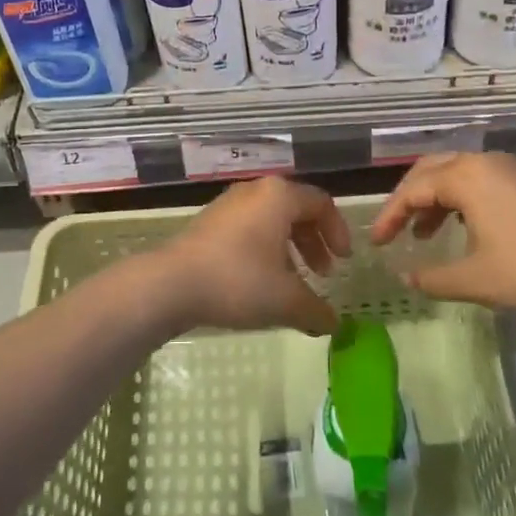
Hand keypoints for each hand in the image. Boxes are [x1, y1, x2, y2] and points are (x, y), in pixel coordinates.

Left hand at [142, 177, 349, 336]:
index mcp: (279, 196)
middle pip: (296, 209)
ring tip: (294, 282)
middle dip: (314, 242)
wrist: (171, 284)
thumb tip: (335, 324)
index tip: (344, 262)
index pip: (322, 204)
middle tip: (323, 273)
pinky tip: (262, 282)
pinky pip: (250, 228)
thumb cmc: (238, 281)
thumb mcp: (286, 300)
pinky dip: (265, 249)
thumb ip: (317, 310)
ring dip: (290, 248)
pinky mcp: (209, 222)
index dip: (338, 232)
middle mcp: (256, 191)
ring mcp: (229, 204)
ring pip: (271, 220)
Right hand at [369, 152, 515, 320]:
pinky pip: (476, 180)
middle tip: (392, 230)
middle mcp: (482, 161)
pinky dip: (456, 200)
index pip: (412, 189)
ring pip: (453, 173)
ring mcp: (506, 168)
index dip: (389, 215)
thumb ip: (432, 278)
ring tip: (422, 235)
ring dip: (432, 200)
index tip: (376, 243)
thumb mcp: (475, 279)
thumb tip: (404, 276)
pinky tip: (458, 229)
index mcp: (465, 176)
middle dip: (406, 199)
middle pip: (429, 170)